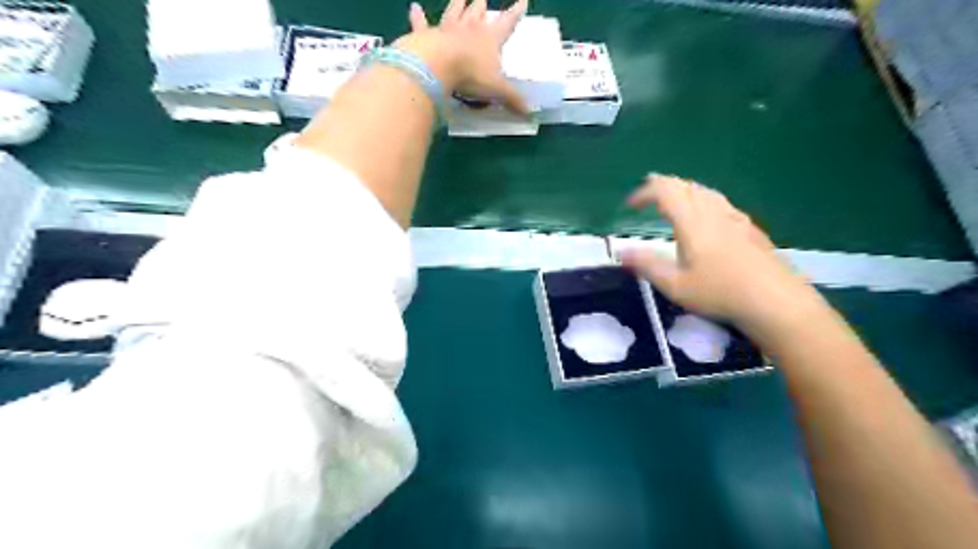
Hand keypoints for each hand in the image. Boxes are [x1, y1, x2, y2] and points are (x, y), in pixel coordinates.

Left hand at [395, 0, 531, 112]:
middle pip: (477, 12)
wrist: (436, 67)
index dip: (515, 13)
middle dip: (481, 6)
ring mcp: (445, 30)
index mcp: (489, 38)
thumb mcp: (497, 90)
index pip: (507, 23)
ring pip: (454, 11)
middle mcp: (469, 29)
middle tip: (482, 0)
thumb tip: (530, 114)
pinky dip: (418, 17)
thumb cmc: (471, 75)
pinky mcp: (424, 37)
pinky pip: (421, 24)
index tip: (522, 2)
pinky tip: (414, 7)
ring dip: (458, 4)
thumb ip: (513, 100)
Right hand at [623, 178, 818, 336]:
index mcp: (692, 221)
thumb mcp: (675, 285)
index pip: (665, 190)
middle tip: (647, 198)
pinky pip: (719, 202)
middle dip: (662, 187)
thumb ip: (647, 265)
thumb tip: (621, 252)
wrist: (775, 301)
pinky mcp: (749, 227)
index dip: (644, 192)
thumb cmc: (720, 293)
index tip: (630, 206)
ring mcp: (734, 217)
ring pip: (704, 191)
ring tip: (672, 204)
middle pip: (685, 185)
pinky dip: (701, 201)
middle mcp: (713, 211)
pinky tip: (705, 219)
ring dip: (683, 191)